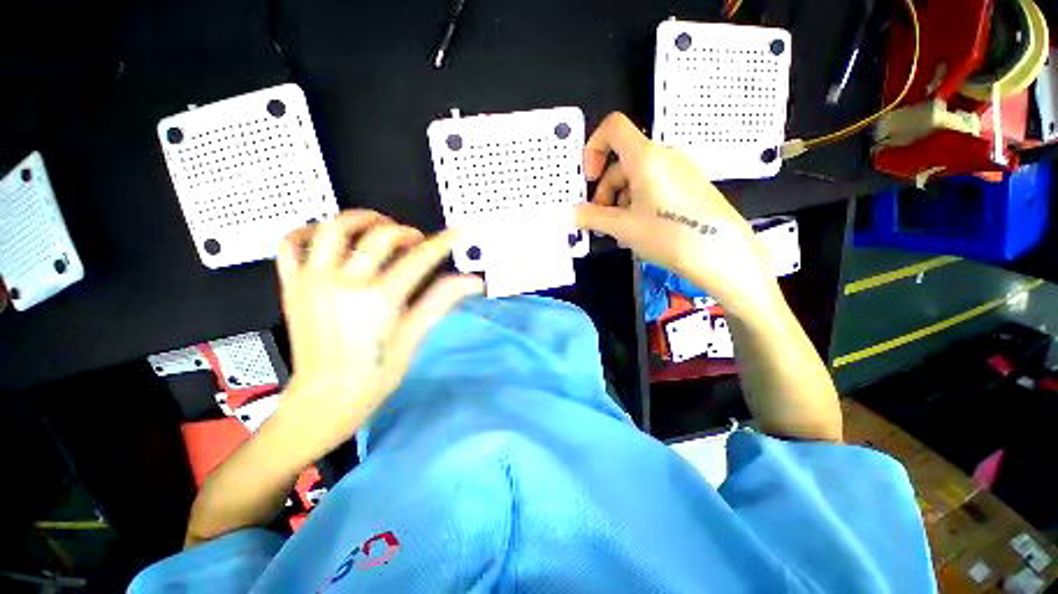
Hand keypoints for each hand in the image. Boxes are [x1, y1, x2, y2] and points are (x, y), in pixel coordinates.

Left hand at [273, 210, 482, 457]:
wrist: (322, 400)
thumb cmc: (374, 375)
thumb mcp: (413, 339)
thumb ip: (440, 302)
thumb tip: (473, 281)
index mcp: (379, 299)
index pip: (419, 258)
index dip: (442, 243)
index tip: (456, 233)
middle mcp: (344, 282)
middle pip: (380, 235)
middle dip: (406, 231)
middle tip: (417, 241)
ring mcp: (312, 280)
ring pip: (334, 228)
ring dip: (361, 219)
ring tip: (379, 226)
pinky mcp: (291, 285)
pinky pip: (291, 243)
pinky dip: (309, 230)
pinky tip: (330, 237)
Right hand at [575, 113, 771, 309]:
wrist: (722, 254)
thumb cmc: (669, 235)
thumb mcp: (624, 227)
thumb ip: (592, 217)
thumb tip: (570, 214)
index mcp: (646, 157)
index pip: (613, 128)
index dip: (593, 148)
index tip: (589, 179)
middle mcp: (664, 156)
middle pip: (622, 161)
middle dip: (605, 190)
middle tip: (602, 221)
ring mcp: (679, 170)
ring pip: (636, 177)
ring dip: (620, 201)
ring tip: (621, 231)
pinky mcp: (688, 185)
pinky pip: (653, 185)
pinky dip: (638, 202)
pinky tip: (639, 228)